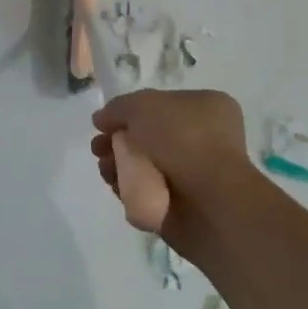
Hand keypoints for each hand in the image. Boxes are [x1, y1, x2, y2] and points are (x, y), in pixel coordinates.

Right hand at [91, 89, 255, 252]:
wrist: (209, 202)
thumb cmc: (182, 140)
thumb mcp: (142, 106)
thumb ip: (117, 108)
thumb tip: (102, 120)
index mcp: (206, 108)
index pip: (161, 103)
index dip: (130, 111)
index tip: (106, 122)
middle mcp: (204, 138)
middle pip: (149, 135)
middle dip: (118, 140)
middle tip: (98, 148)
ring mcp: (195, 173)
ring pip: (145, 163)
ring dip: (119, 164)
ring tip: (105, 169)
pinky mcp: (184, 204)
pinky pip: (148, 190)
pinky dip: (129, 188)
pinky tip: (116, 187)